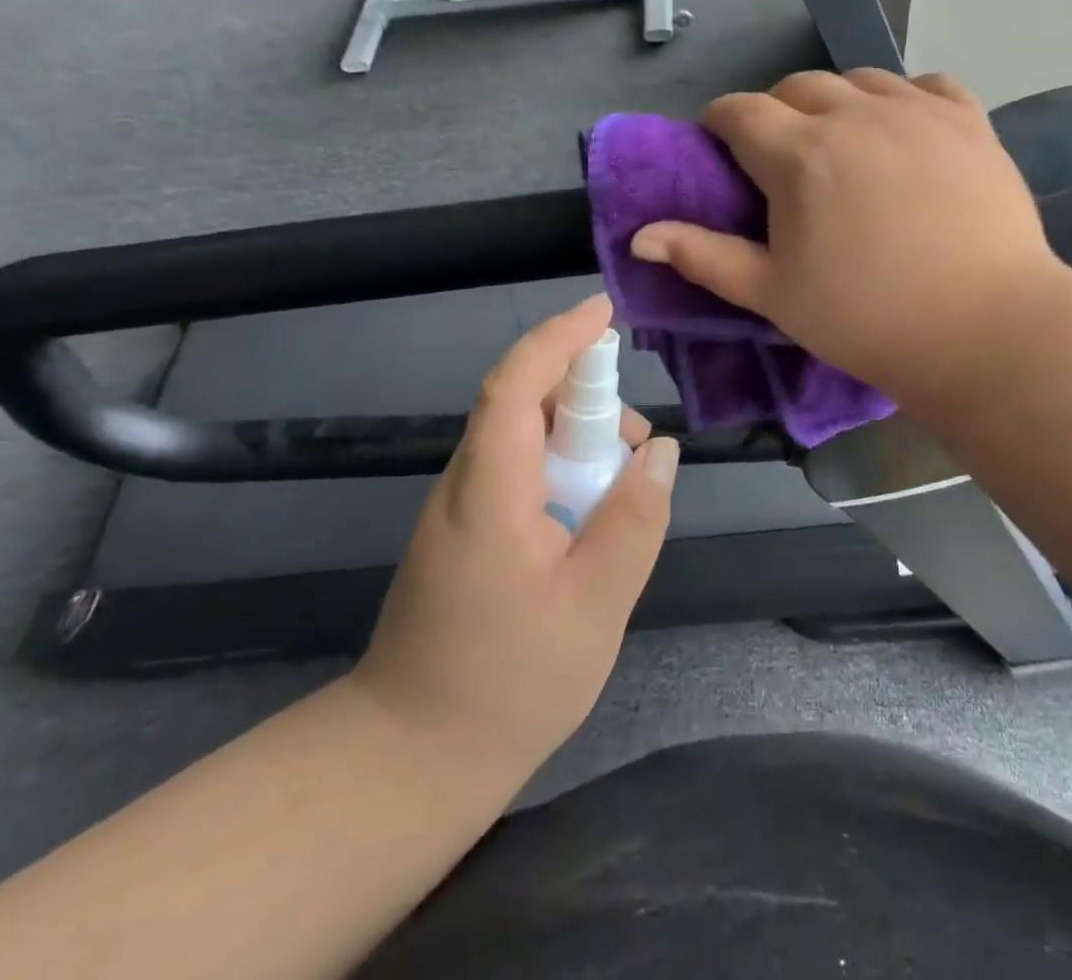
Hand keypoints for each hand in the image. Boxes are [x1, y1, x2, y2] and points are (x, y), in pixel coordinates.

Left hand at [351, 294, 678, 778]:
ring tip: (625, 483)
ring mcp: (458, 509)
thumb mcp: (595, 605)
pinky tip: (591, 514)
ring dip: (577, 437)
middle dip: (585, 394)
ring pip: (521, 438)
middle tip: (638, 440)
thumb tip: (662, 451)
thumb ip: (634, 521)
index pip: (517, 384)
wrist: (409, 759)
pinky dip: (560, 468)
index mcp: (490, 490)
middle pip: (520, 402)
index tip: (605, 312)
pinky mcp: (463, 533)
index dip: (559, 337)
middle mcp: (465, 483)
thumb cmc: (507, 684)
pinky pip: (516, 472)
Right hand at [629, 69, 1060, 412]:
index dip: (721, 126)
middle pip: (797, 86)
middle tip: (784, 161)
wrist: (983, 330)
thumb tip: (639, 236)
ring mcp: (918, 110)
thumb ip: (703, 256)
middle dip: (776, 113)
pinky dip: (904, 99)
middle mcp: (855, 113)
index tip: (723, 152)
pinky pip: (926, 85)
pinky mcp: (969, 120)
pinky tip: (905, 132)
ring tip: (845, 145)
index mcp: (799, 153)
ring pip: (860, 79)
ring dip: (838, 103)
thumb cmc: (866, 318)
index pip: (739, 111)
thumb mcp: (772, 294)